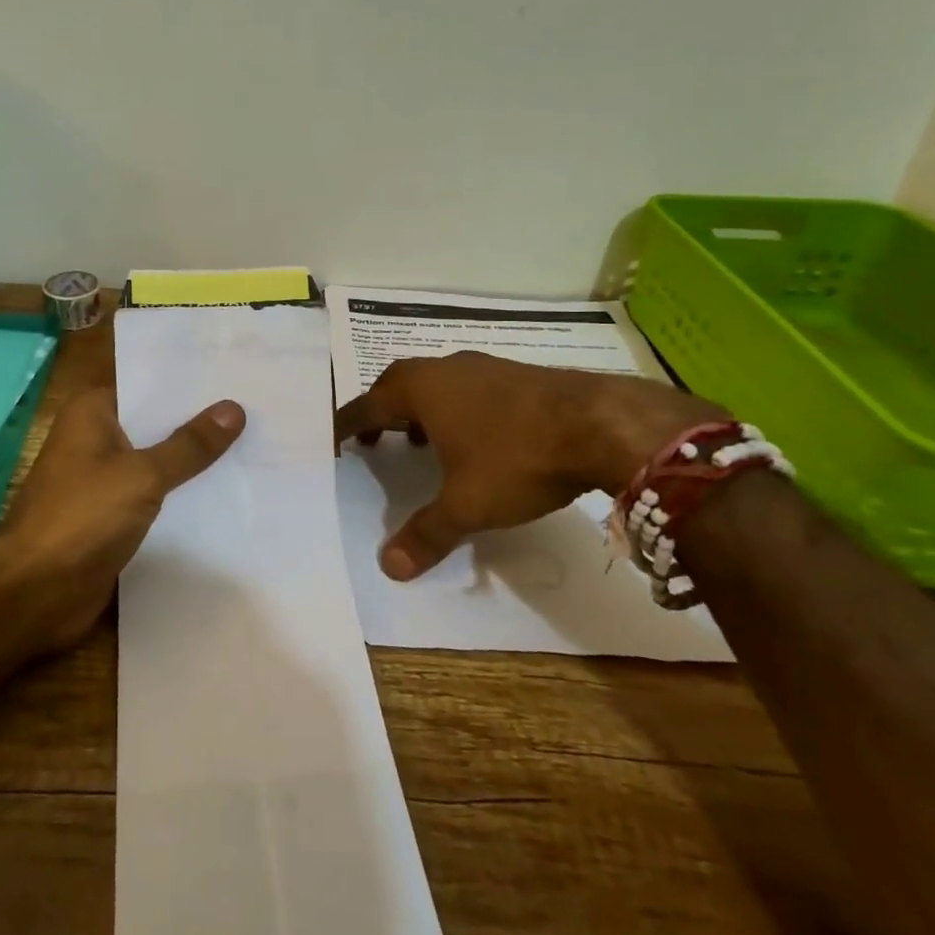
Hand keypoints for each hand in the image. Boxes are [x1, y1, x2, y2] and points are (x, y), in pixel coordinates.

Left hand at [0, 388, 244, 653]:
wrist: (33, 593)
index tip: (236, 374)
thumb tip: (233, 408)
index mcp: (91, 412)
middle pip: (155, 422)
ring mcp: (102, 478)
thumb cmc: (82, 518)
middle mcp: (95, 438)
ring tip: (253, 444)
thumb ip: (189, 445)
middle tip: (257, 407)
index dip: (190, 382)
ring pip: (157, 459)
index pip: (148, 385)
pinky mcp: (111, 515)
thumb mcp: (143, 475)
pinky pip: (153, 494)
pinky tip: (225, 490)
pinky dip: (181, 492)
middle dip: (199, 421)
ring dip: (193, 459)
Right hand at [333, 352, 720, 580]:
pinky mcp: (516, 374)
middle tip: (373, 440)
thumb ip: (426, 533)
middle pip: (397, 384)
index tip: (334, 441)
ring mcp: (483, 367)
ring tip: (420, 440)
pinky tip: (473, 436)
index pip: (367, 405)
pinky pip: (466, 387)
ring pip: (435, 382)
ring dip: (419, 408)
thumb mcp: (467, 504)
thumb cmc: (517, 459)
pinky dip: (453, 408)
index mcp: (421, 390)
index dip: (347, 425)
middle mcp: (445, 370)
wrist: (600, 424)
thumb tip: (387, 567)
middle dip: (381, 411)